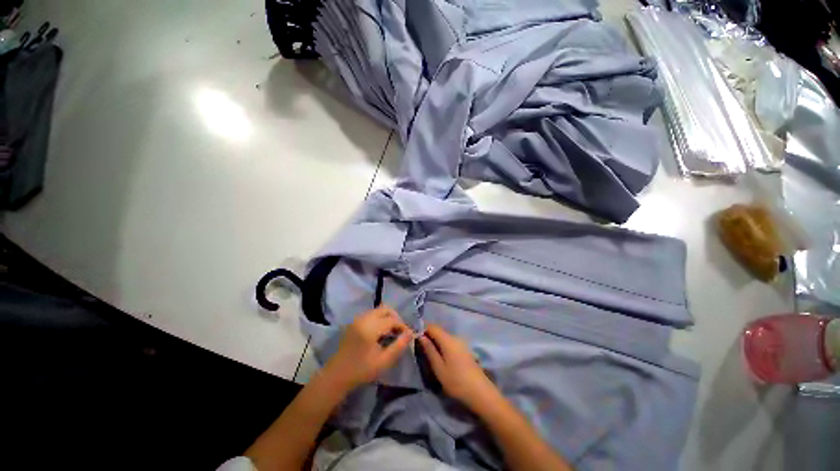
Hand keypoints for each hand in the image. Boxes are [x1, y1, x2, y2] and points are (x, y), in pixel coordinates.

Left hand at [321, 305, 412, 391]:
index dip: (402, 326)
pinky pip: (371, 314)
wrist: (336, 376)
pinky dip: (379, 319)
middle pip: (385, 309)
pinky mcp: (354, 322)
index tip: (408, 335)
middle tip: (400, 331)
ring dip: (387, 318)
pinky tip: (381, 333)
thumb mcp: (384, 362)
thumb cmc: (361, 371)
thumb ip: (399, 346)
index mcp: (370, 328)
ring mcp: (357, 319)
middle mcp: (363, 319)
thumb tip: (410, 333)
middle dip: (395, 318)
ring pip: (378, 310)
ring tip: (392, 333)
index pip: (392, 320)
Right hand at [419, 324, 496, 408]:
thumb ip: (429, 350)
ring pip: (445, 337)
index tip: (415, 337)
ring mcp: (462, 343)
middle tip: (419, 347)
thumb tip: (421, 337)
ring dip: (436, 341)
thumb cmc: (456, 381)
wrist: (480, 392)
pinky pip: (450, 342)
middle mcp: (455, 337)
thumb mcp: (439, 368)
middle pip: (439, 331)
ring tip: (428, 353)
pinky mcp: (465, 349)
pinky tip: (440, 356)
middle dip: (429, 336)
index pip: (432, 327)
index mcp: (448, 339)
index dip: (423, 329)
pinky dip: (443, 345)